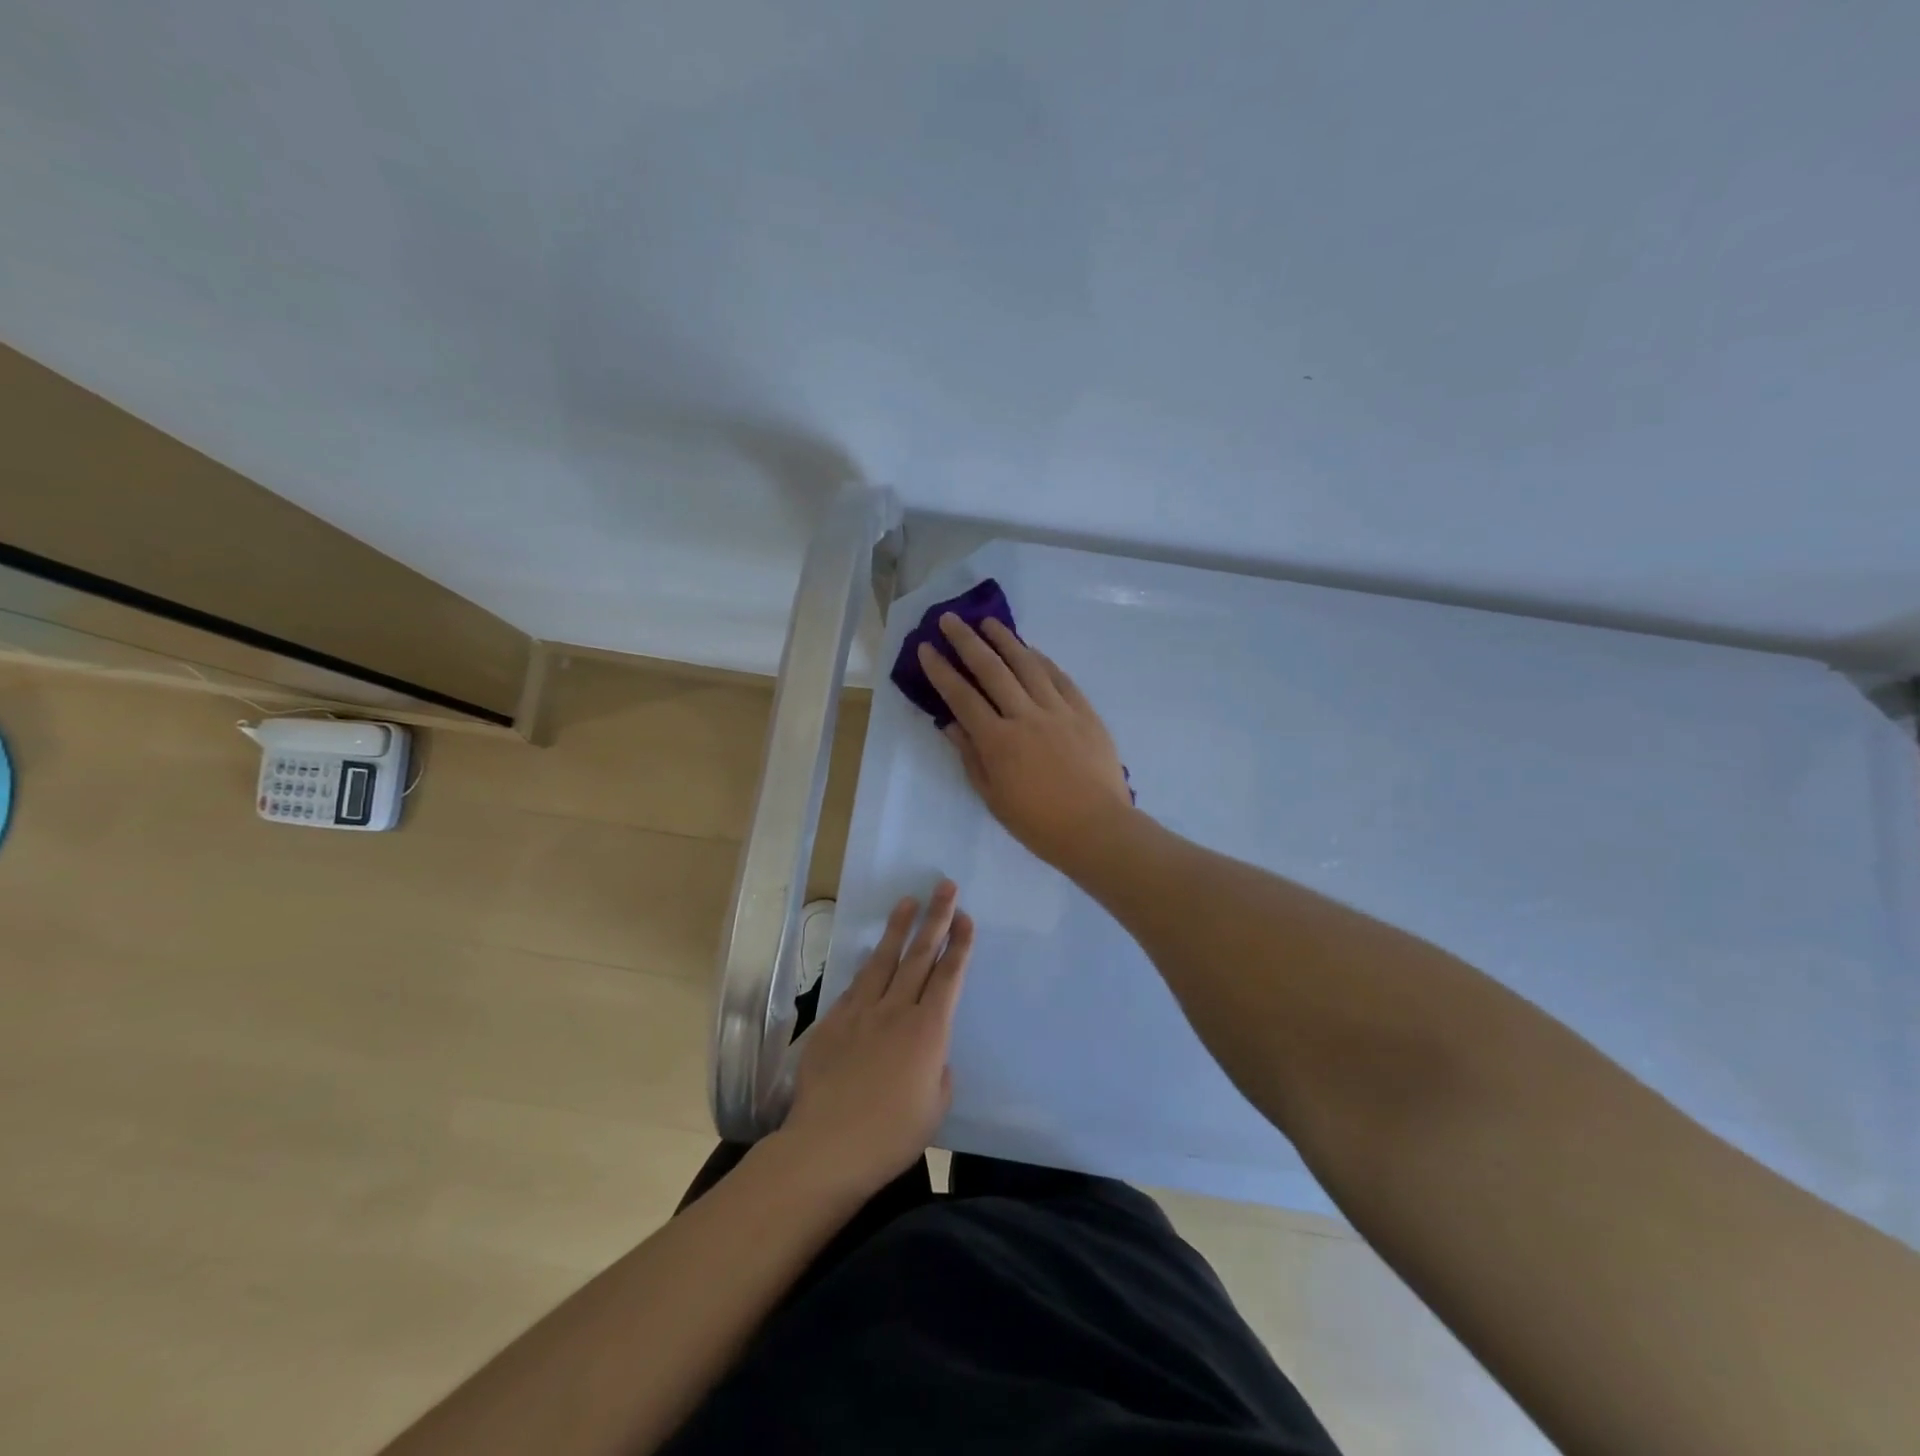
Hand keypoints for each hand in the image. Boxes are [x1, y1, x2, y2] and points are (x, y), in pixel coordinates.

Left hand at [780, 883, 972, 1200]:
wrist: (827, 1145)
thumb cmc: (892, 1134)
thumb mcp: (935, 1106)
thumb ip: (938, 1070)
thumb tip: (931, 1053)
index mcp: (929, 1031)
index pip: (949, 976)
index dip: (959, 944)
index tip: (965, 917)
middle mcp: (897, 1010)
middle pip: (920, 955)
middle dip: (936, 918)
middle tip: (944, 886)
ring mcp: (861, 1012)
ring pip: (884, 960)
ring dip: (898, 928)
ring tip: (907, 901)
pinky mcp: (833, 1021)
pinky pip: (855, 985)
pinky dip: (867, 966)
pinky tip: (871, 954)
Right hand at [917, 616, 1134, 867]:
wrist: (1096, 828)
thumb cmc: (1038, 823)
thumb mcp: (993, 797)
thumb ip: (971, 756)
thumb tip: (950, 724)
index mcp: (998, 741)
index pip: (961, 697)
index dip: (941, 671)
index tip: (926, 648)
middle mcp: (1025, 716)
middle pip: (991, 669)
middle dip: (966, 641)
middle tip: (950, 619)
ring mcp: (1058, 710)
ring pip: (1027, 665)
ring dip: (1005, 640)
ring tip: (988, 622)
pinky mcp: (1084, 712)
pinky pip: (1060, 677)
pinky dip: (1042, 660)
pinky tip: (1031, 650)